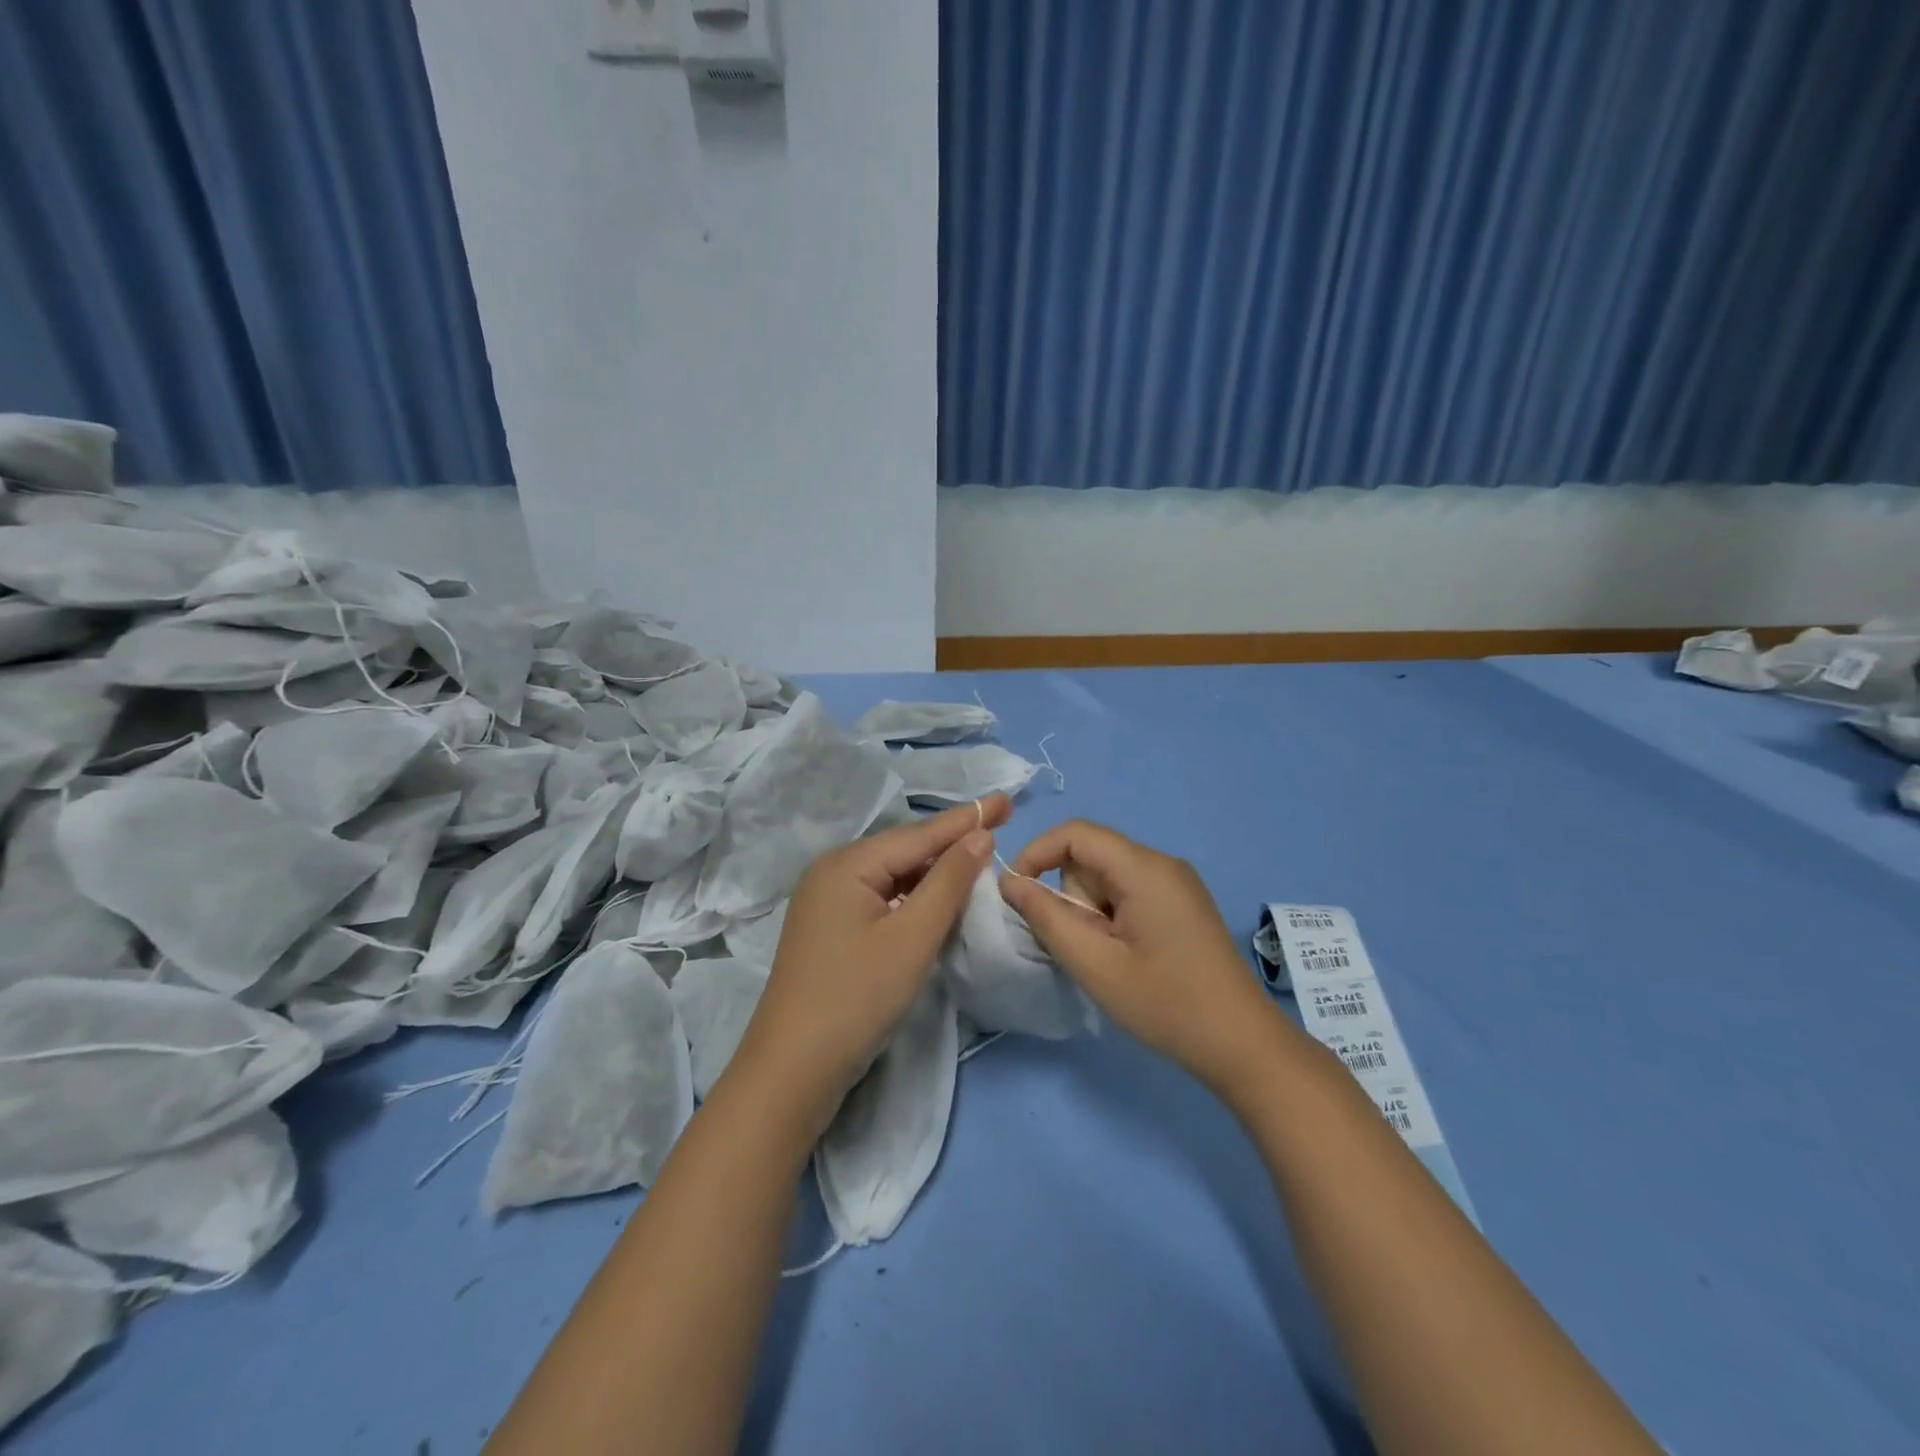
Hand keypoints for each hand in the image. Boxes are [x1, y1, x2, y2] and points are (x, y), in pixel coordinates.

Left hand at [728, 795, 1011, 1134]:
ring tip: (977, 860)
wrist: (792, 1069)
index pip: (919, 834)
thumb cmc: (857, 998)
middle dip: (950, 841)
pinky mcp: (829, 929)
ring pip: (892, 876)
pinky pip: (880, 898)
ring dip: (933, 871)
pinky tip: (936, 900)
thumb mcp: (912, 938)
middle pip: (903, 851)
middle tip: (998, 826)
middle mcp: (832, 872)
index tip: (1006, 801)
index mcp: (847, 864)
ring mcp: (826, 901)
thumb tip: (979, 836)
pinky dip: (912, 897)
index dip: (966, 818)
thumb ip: (948, 882)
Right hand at [1001, 819, 1291, 1093]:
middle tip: (1087, 948)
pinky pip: (1128, 892)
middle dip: (1073, 897)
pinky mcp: (1181, 904)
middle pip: (1091, 858)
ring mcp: (1176, 883)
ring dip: (1092, 912)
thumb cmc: (1165, 1003)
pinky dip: (1111, 917)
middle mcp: (1162, 863)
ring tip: (1110, 959)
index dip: (1037, 853)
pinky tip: (1127, 957)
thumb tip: (1010, 882)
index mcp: (1144, 868)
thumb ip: (1046, 916)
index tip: (1016, 894)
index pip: (1075, 833)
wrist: (1242, 1044)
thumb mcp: (1094, 963)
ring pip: (1107, 878)